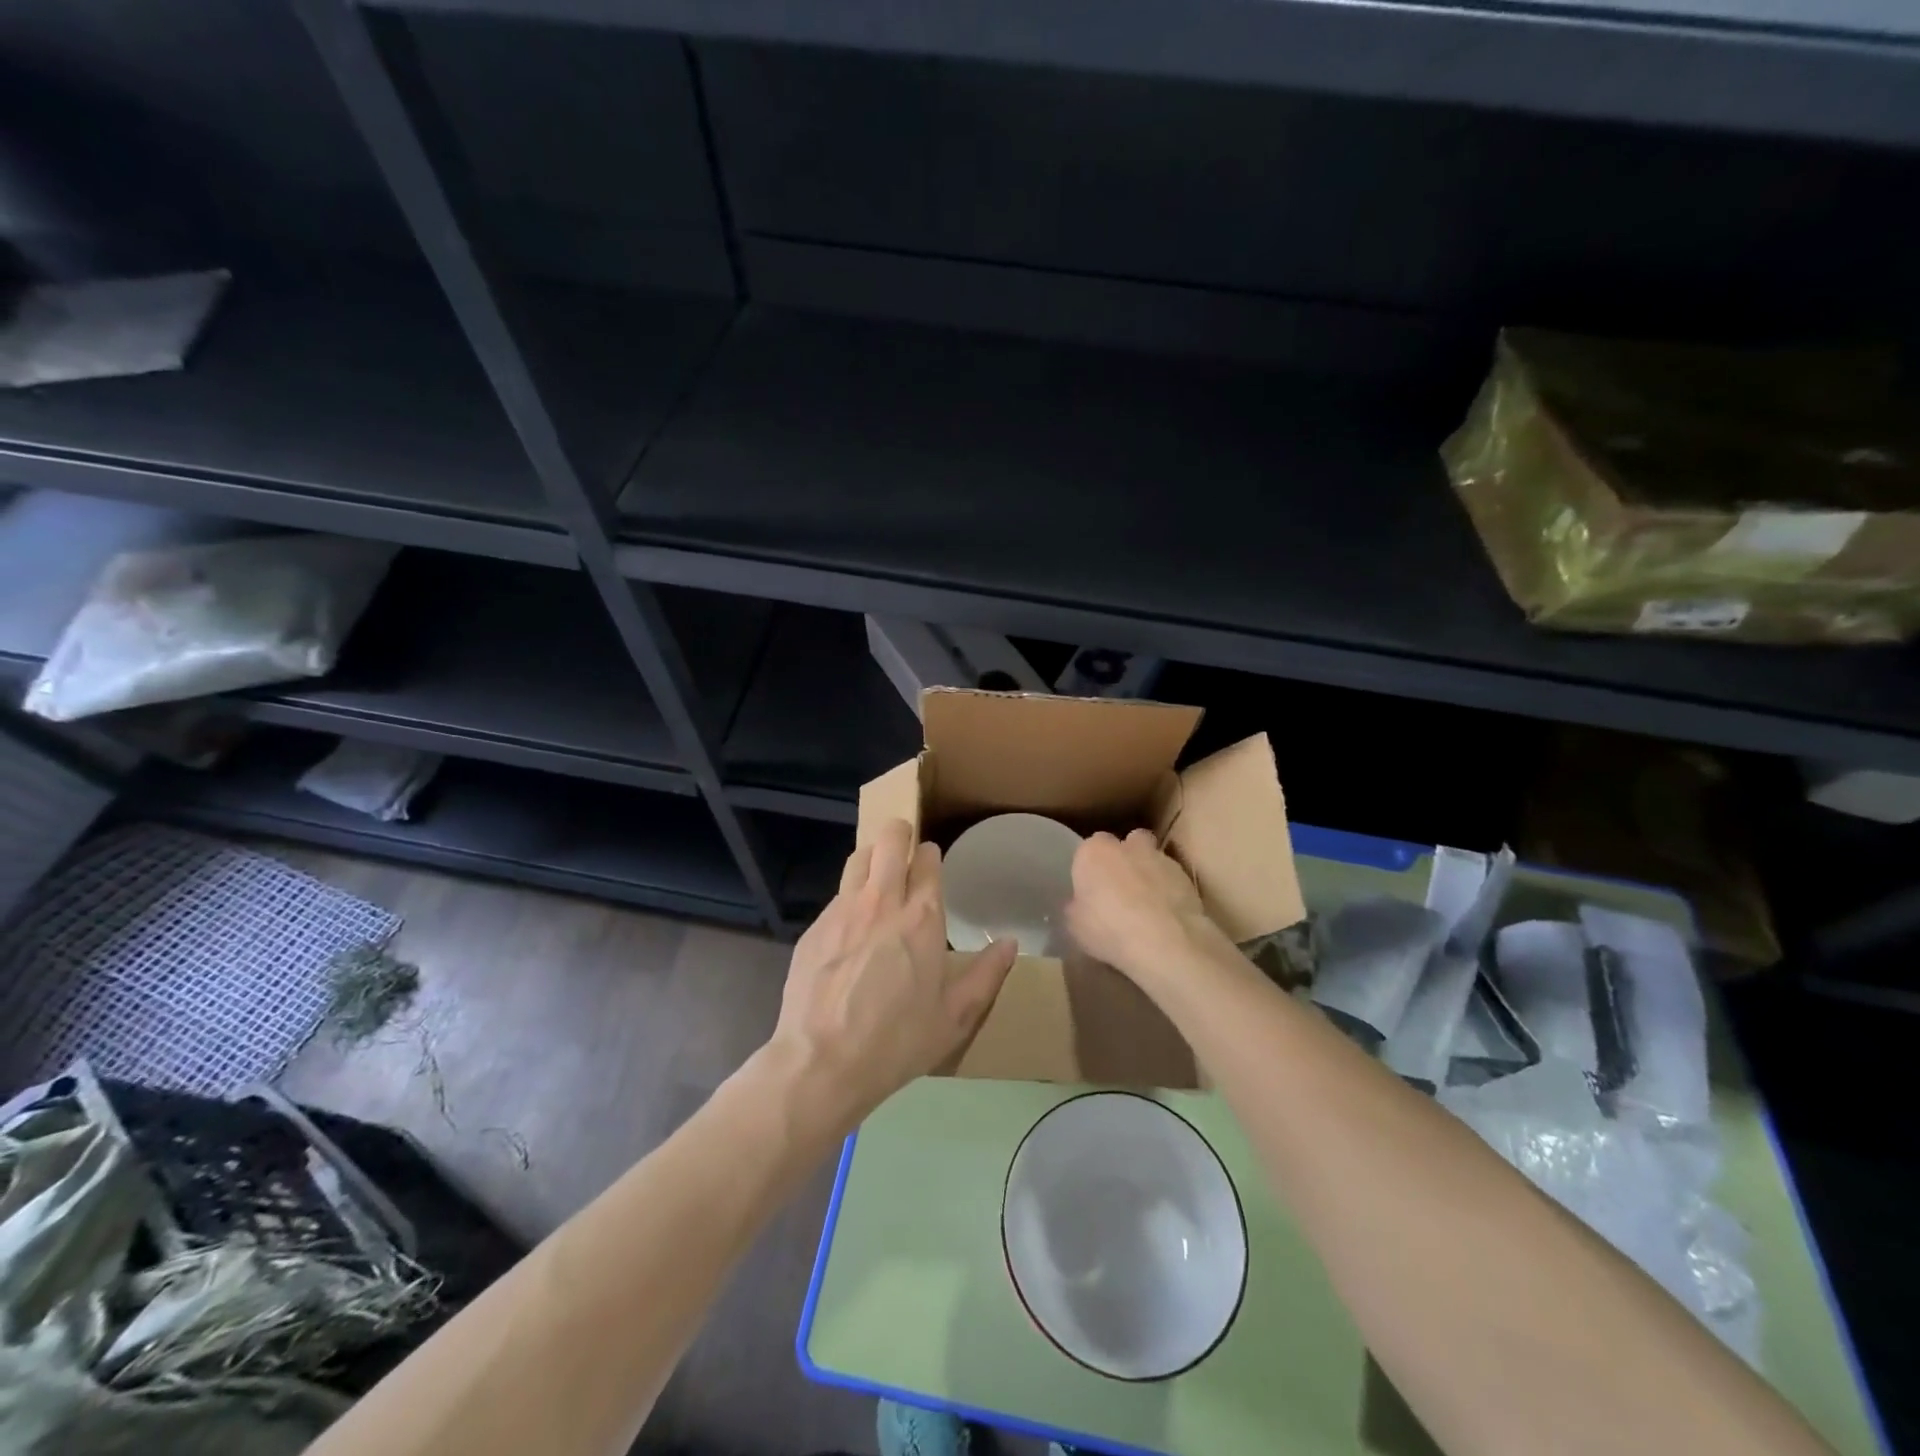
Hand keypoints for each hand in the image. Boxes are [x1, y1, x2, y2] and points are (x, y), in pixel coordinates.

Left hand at [768, 819, 1017, 1135]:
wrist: (822, 1062)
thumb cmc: (897, 1041)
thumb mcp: (954, 1017)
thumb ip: (986, 975)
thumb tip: (1010, 943)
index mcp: (922, 917)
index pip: (927, 858)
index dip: (930, 855)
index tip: (932, 864)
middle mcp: (882, 900)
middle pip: (890, 838)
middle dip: (900, 835)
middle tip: (905, 853)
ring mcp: (842, 909)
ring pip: (859, 857)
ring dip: (873, 859)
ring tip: (878, 880)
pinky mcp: (814, 927)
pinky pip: (836, 895)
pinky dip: (849, 898)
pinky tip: (850, 929)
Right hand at [1064, 829, 1219, 988]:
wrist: (1164, 941)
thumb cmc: (1108, 929)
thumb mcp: (1075, 925)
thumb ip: (1077, 907)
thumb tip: (1080, 904)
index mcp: (1094, 852)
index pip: (1088, 848)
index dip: (1091, 867)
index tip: (1092, 888)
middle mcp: (1127, 846)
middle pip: (1126, 842)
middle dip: (1125, 858)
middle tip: (1121, 888)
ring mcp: (1160, 859)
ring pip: (1152, 858)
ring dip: (1149, 874)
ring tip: (1147, 906)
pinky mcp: (1186, 877)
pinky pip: (1173, 880)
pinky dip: (1170, 891)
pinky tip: (1167, 917)